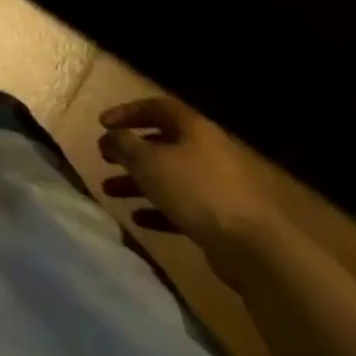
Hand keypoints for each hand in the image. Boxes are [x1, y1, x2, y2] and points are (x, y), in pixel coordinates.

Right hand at [97, 97, 285, 278]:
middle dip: (130, 151)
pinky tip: (138, 219)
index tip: (102, 124)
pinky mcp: (221, 217)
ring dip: (138, 182)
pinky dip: (158, 209)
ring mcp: (217, 186)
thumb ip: (123, 144)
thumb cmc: (195, 191)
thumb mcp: (148, 161)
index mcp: (194, 129)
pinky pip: (182, 206)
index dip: (127, 112)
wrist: (253, 248)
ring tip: (110, 191)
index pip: (156, 108)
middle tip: (105, 158)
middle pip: (162, 143)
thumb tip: (110, 137)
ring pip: (169, 177)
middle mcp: (207, 151)